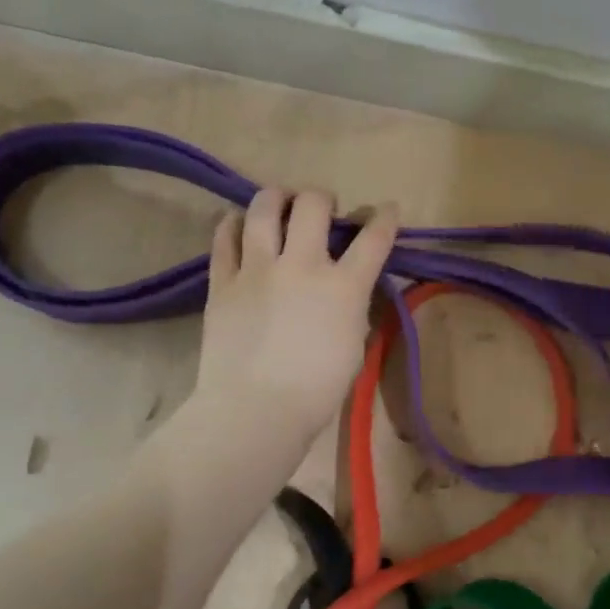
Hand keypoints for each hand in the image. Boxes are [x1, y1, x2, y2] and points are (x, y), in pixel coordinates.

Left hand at [192, 188, 398, 442]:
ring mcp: (258, 269)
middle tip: (323, 208)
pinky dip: (234, 223)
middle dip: (323, 198)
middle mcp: (302, 265)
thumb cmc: (317, 390)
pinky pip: (224, 237)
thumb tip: (349, 290)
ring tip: (280, 202)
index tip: (386, 210)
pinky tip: (239, 223)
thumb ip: (354, 308)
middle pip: (313, 205)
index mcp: (343, 286)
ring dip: (277, 197)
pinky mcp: (223, 282)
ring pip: (264, 208)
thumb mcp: (354, 346)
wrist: (255, 410)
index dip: (384, 218)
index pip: (373, 238)